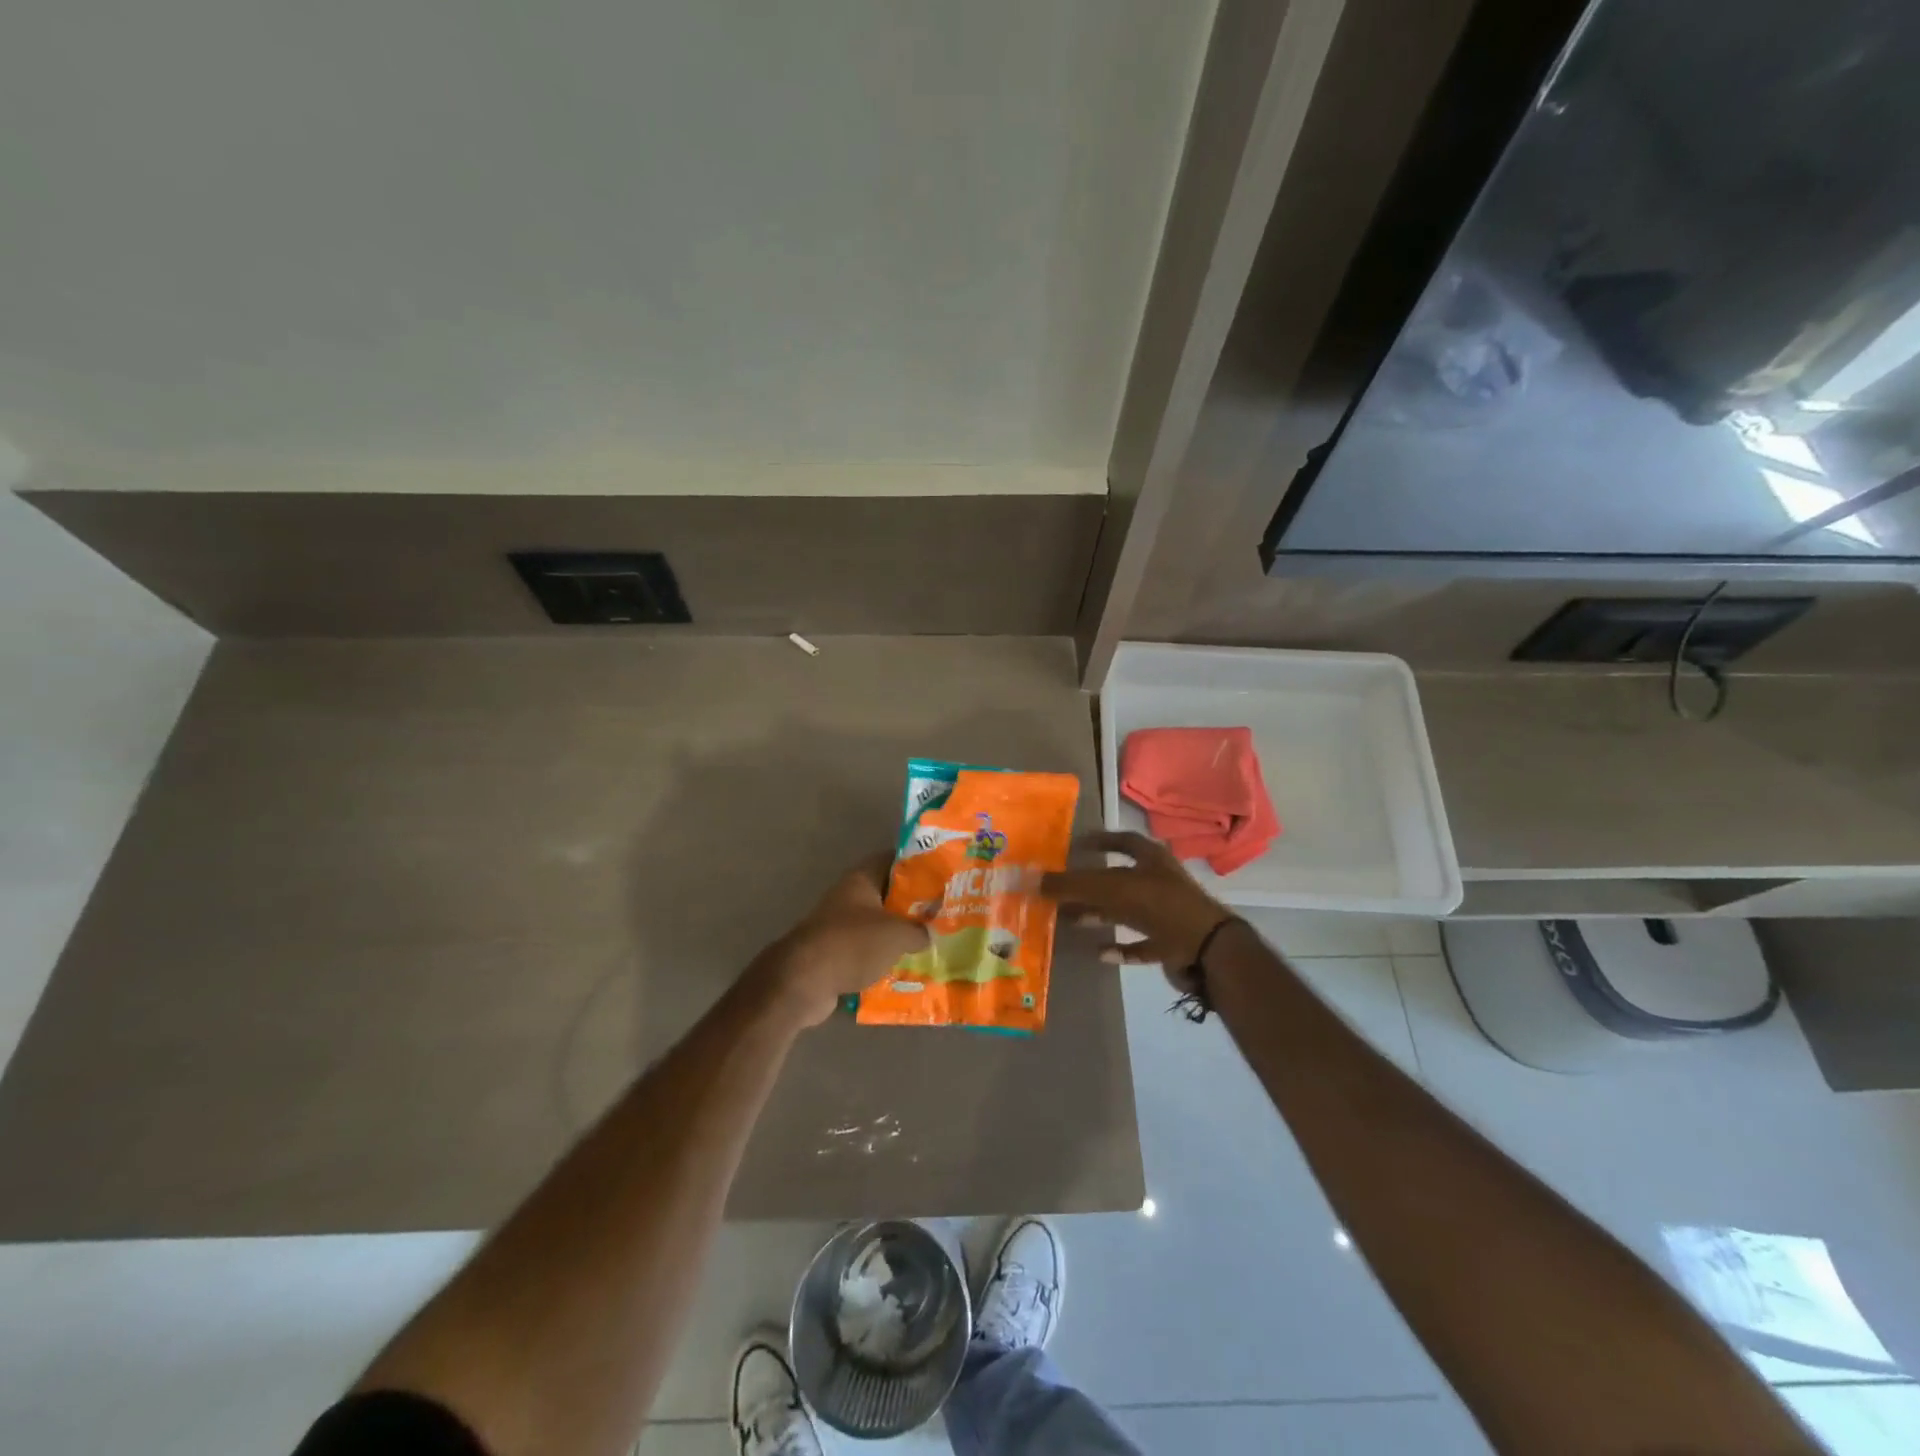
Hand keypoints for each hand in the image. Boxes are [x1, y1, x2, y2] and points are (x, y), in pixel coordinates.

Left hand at [751, 855, 928, 1026]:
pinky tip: (905, 969)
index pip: (893, 860)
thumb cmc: (853, 943)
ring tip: (929, 944)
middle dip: (912, 905)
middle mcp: (848, 897)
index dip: (917, 865)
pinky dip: (882, 959)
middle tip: (941, 914)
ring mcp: (839, 926)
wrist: (804, 981)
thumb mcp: (897, 934)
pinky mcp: (834, 954)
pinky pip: (866, 952)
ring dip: (898, 935)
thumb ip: (919, 930)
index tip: (941, 876)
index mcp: (861, 879)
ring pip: (877, 925)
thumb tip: (927, 934)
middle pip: (887, 895)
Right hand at [1041, 831, 1232, 984]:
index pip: (1124, 841)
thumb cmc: (1160, 906)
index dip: (1100, 840)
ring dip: (1101, 915)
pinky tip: (1100, 953)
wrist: (1207, 950)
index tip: (1075, 846)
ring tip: (1072, 920)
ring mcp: (1168, 915)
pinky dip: (1121, 947)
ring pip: (1127, 911)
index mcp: (1152, 860)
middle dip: (1090, 886)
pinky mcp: (1171, 944)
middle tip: (1062, 891)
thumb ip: (1073, 885)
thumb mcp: (1112, 889)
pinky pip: (1141, 944)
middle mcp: (1160, 882)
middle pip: (1119, 879)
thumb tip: (1032, 879)